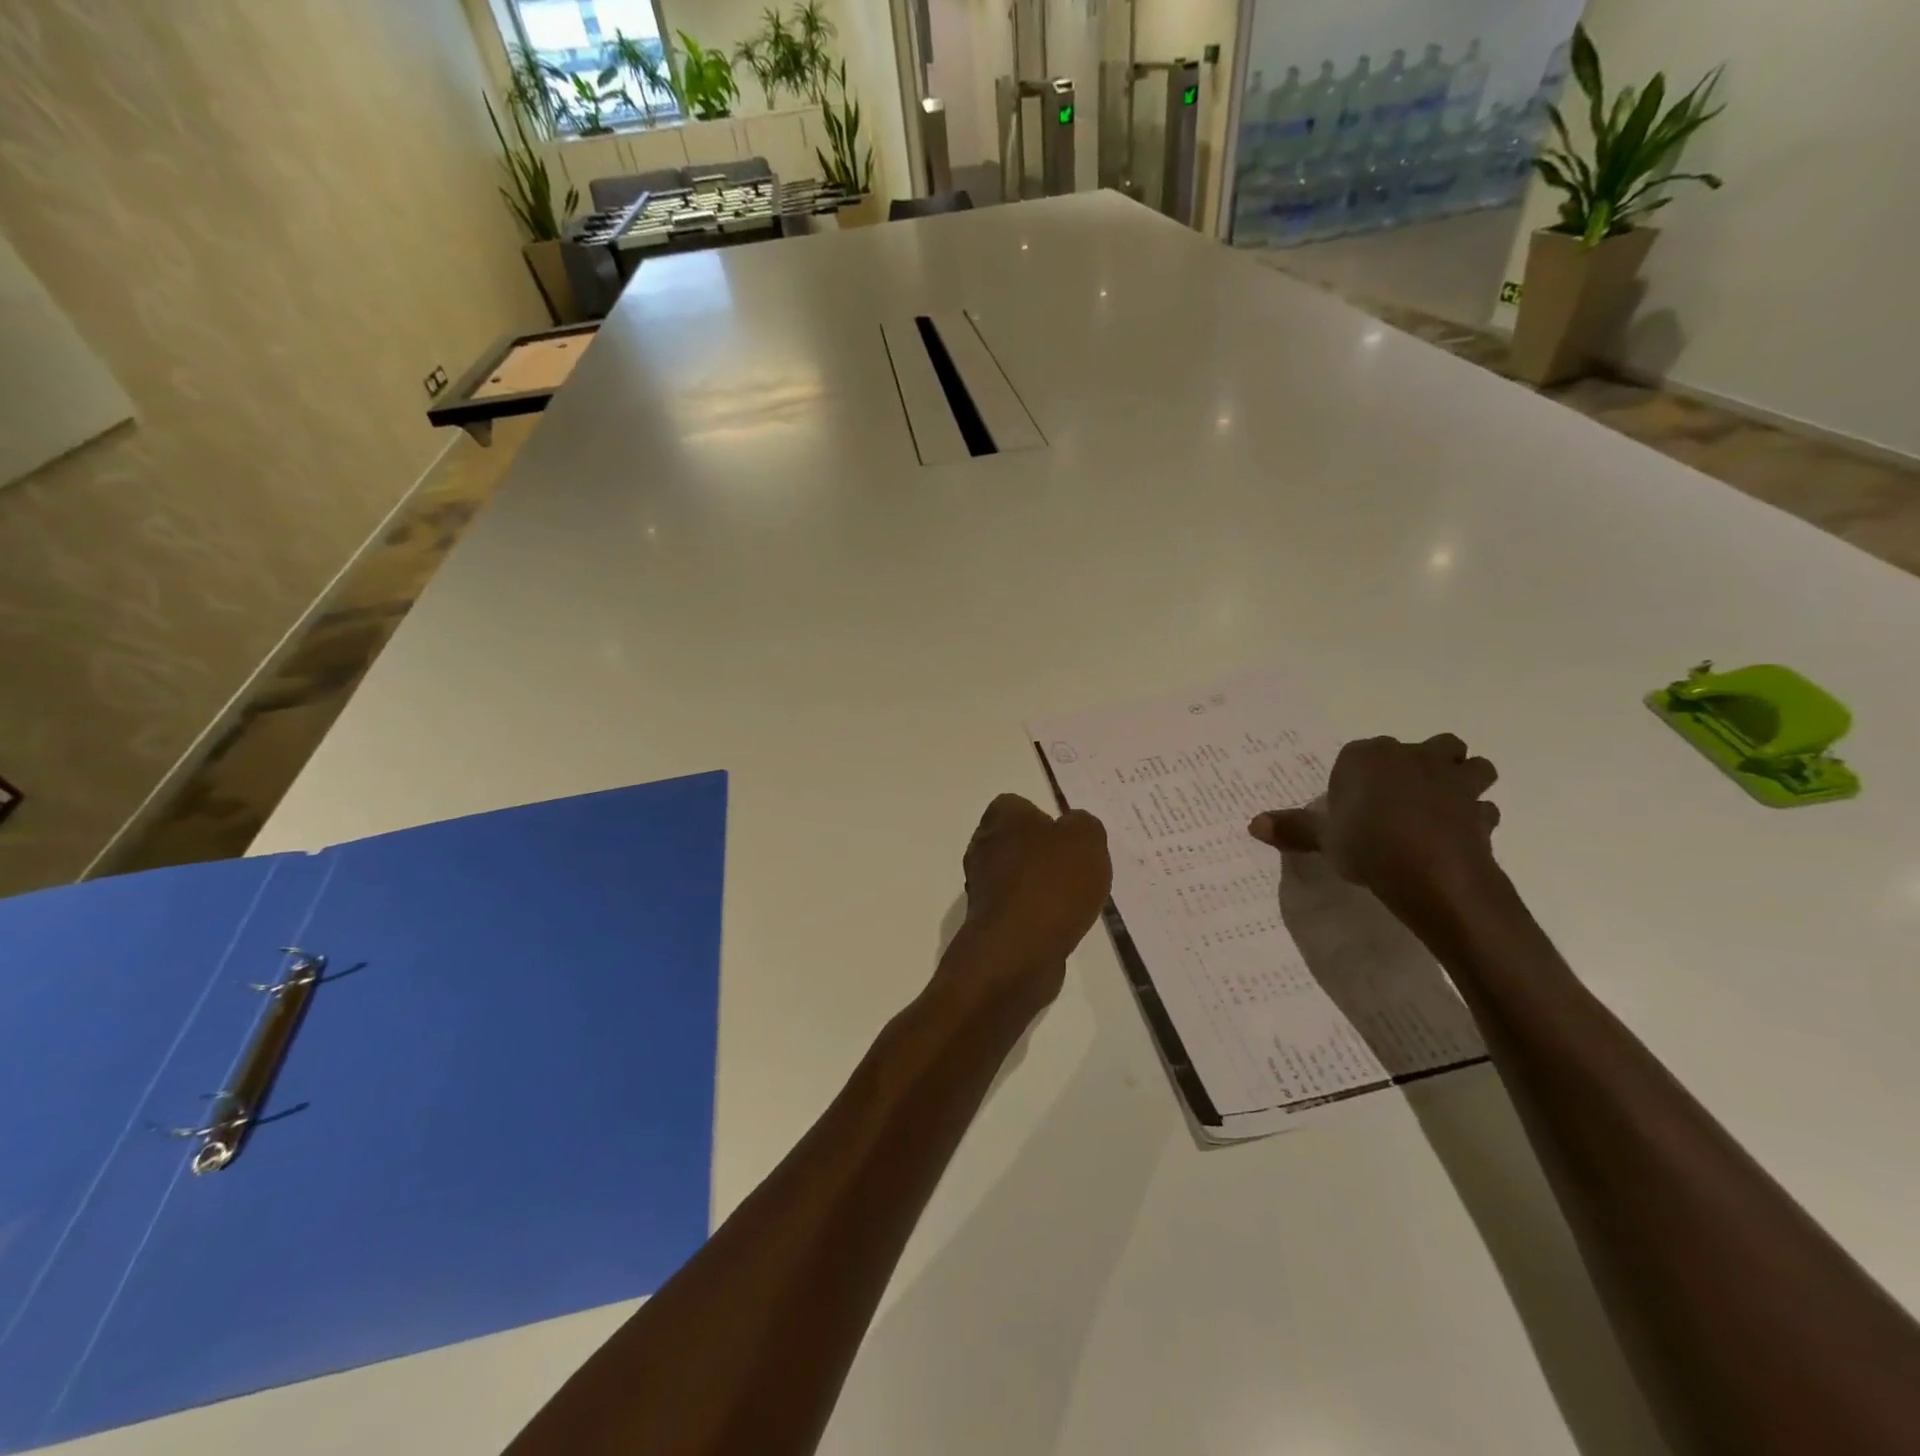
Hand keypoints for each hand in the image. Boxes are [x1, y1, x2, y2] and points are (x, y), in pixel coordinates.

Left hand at [941, 794, 1111, 1012]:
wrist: (1017, 950)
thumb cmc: (1052, 883)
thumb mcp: (1086, 839)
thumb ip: (1084, 824)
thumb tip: (1073, 826)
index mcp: (1001, 818)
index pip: (1017, 805)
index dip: (1044, 818)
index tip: (1069, 838)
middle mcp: (983, 846)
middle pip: (1015, 841)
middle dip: (1042, 853)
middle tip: (1075, 868)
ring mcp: (981, 886)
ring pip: (1015, 876)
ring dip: (1039, 886)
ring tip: (1072, 900)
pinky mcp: (987, 922)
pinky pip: (1016, 908)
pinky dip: (1035, 914)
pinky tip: (1058, 925)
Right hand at [1249, 735, 1499, 902]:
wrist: (1430, 872)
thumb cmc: (1365, 844)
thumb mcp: (1322, 839)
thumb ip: (1292, 828)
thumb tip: (1253, 824)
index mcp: (1367, 757)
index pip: (1359, 755)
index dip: (1358, 778)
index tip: (1352, 805)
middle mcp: (1412, 756)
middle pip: (1427, 747)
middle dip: (1422, 764)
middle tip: (1402, 798)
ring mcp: (1452, 780)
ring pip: (1470, 765)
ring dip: (1462, 780)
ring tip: (1442, 808)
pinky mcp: (1479, 809)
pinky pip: (1481, 807)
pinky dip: (1474, 818)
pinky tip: (1458, 837)